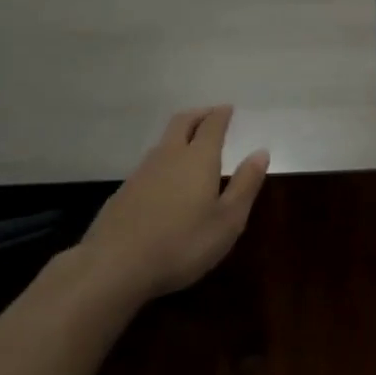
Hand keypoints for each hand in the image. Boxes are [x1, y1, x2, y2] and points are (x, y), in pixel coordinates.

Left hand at [79, 107, 269, 301]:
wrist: (114, 265)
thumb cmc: (182, 243)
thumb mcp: (227, 221)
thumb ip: (245, 184)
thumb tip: (261, 153)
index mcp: (198, 158)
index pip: (212, 124)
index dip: (221, 114)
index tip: (228, 109)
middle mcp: (169, 155)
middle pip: (183, 122)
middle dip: (199, 115)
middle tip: (210, 115)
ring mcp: (142, 171)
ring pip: (164, 141)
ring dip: (180, 135)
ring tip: (191, 144)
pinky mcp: (124, 191)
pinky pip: (150, 163)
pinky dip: (164, 159)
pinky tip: (166, 180)